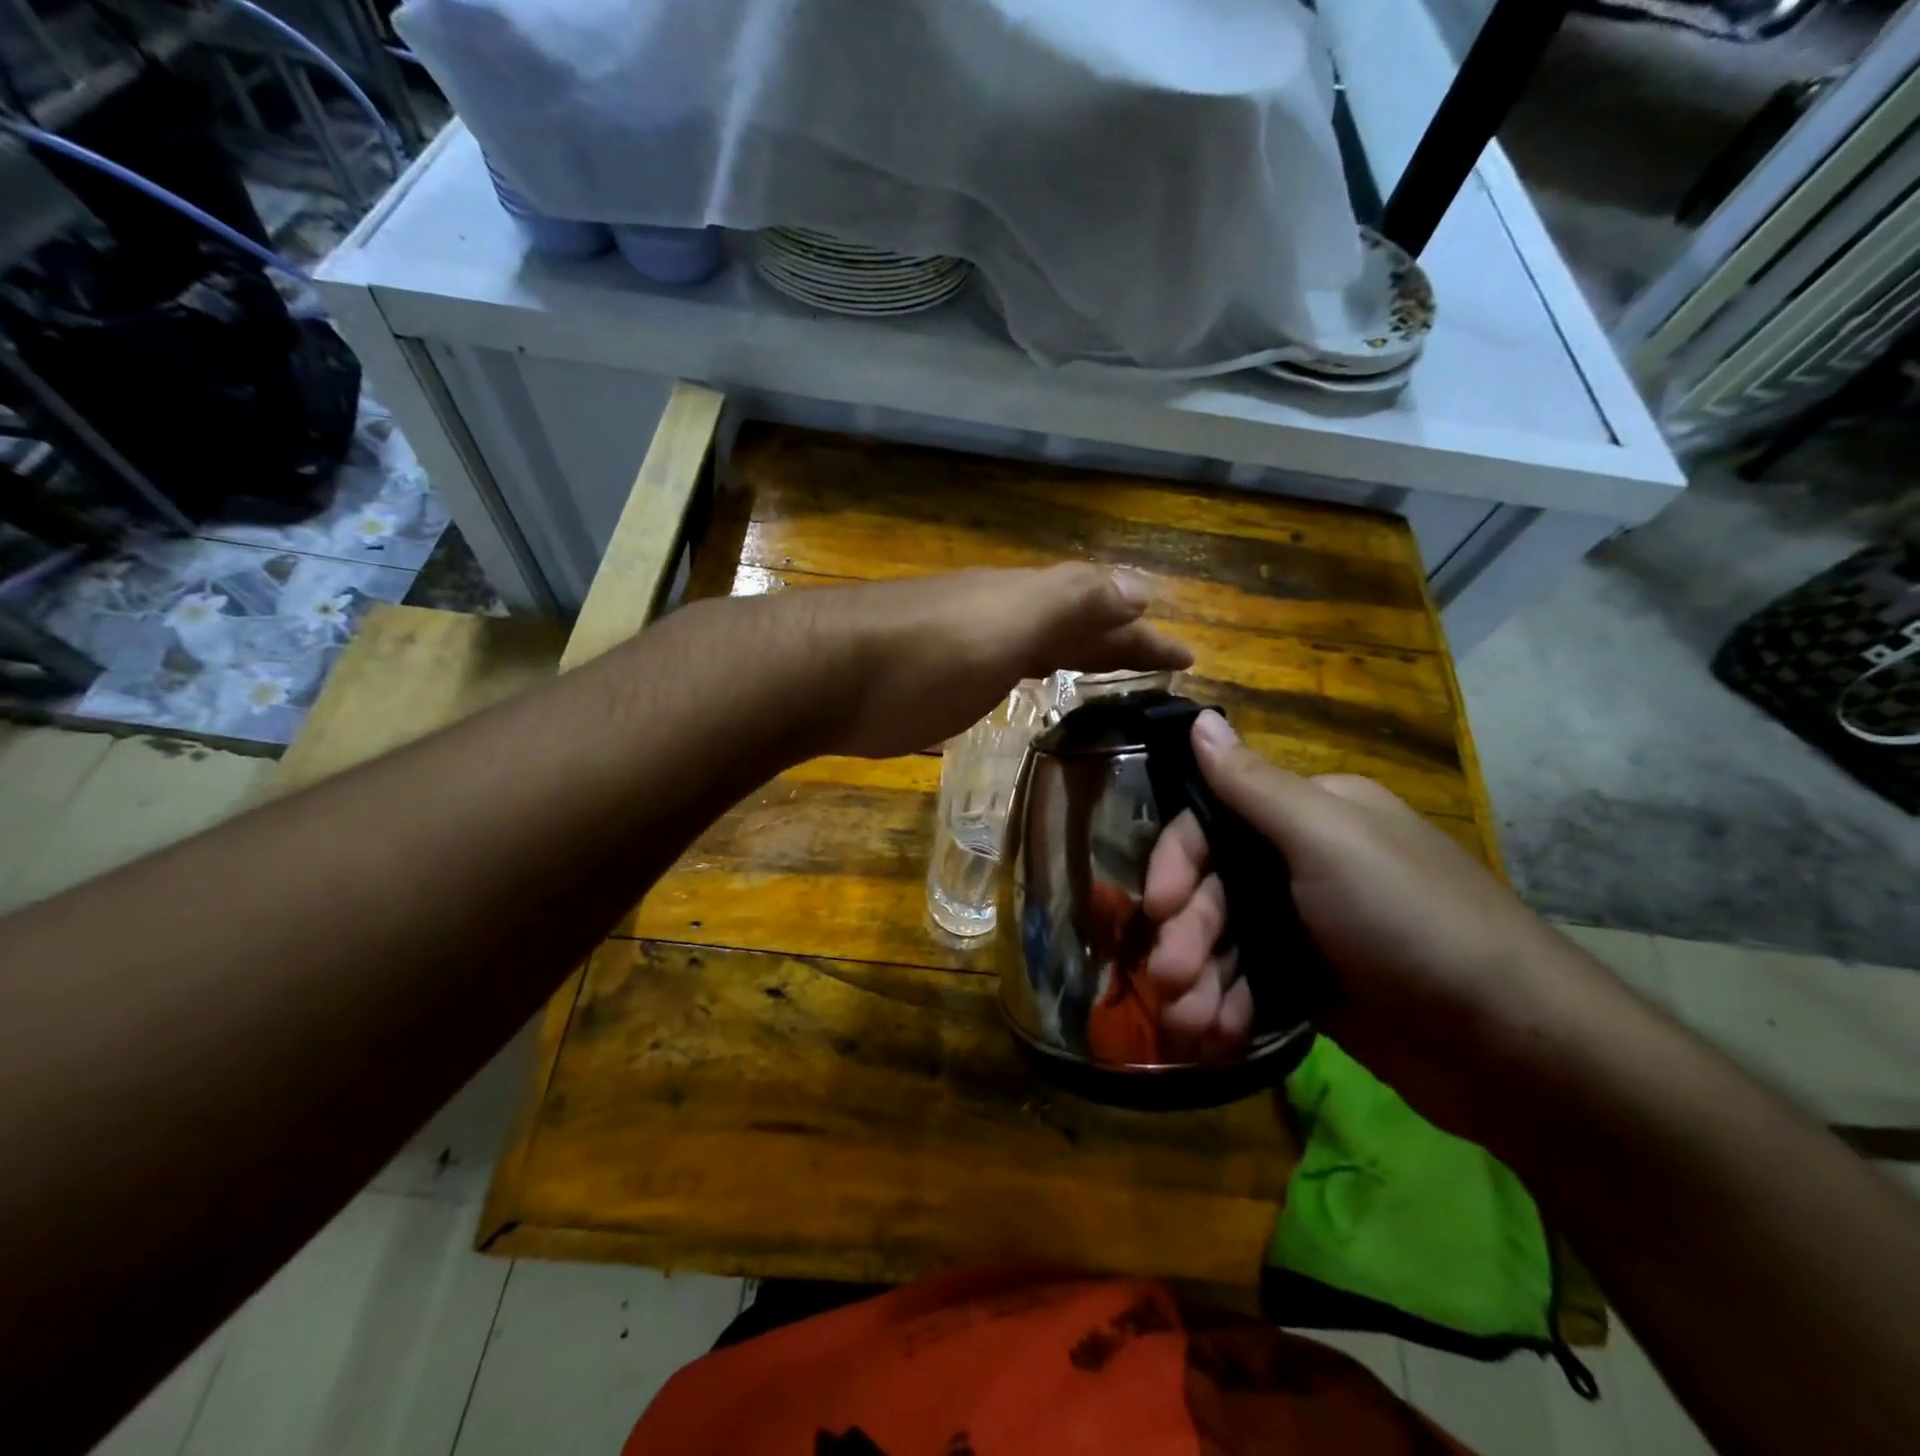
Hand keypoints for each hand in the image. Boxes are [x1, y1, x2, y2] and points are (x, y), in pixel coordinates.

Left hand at [796, 564, 1192, 759]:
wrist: (824, 673)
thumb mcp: (1007, 623)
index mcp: (1024, 602)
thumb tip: (1141, 588)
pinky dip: (1032, 673)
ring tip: (1111, 674)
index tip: (1188, 660)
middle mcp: (999, 617)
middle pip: (1073, 624)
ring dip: (1078, 654)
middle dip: (1119, 642)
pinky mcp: (936, 680)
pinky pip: (1004, 669)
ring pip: (1038, 644)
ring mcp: (965, 647)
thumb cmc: (925, 655)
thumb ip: (1071, 602)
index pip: (1103, 611)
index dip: (1145, 636)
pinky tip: (1032, 687)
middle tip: (1162, 668)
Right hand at [1144, 711, 1583, 1134]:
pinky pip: (1247, 985)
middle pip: (1212, 890)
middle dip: (1188, 937)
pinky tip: (1218, 1037)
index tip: (1159, 907)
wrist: (1515, 1047)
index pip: (1211, 823)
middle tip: (1171, 982)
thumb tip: (1200, 718)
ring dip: (1199, 982)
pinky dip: (1227, 1008)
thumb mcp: (1328, 841)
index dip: (1177, 864)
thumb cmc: (1410, 922)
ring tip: (1191, 1025)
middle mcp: (1301, 863)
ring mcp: (1307, 928)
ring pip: (1224, 943)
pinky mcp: (1312, 985)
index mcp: (1307, 816)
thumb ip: (1253, 785)